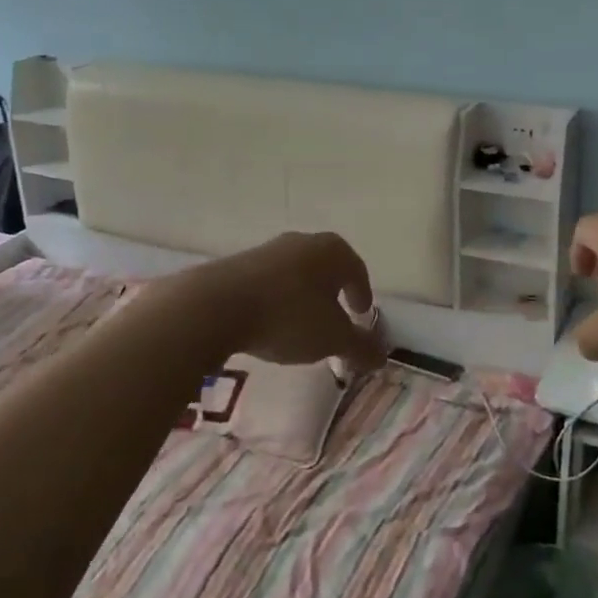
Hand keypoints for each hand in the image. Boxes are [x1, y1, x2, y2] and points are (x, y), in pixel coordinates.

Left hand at [200, 232, 386, 370]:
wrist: (216, 305)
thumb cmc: (288, 316)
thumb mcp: (331, 338)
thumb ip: (359, 347)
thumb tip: (382, 356)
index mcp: (333, 251)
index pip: (357, 271)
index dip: (362, 294)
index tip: (361, 314)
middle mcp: (303, 242)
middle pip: (326, 269)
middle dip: (333, 293)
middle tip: (336, 319)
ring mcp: (269, 250)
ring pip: (296, 274)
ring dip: (303, 297)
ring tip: (301, 325)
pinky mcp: (239, 264)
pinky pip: (269, 282)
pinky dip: (277, 300)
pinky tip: (270, 322)